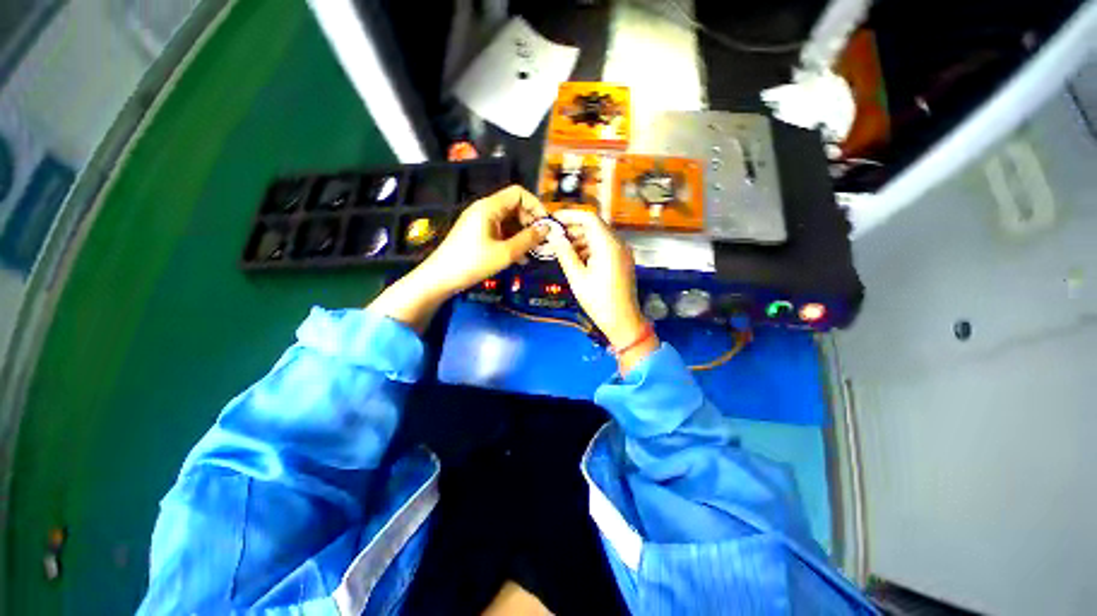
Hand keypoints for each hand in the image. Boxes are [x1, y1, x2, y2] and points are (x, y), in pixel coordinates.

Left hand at [368, 185, 547, 331]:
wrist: (439, 278)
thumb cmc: (472, 263)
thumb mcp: (505, 253)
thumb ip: (528, 239)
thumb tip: (547, 229)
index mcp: (490, 206)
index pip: (519, 192)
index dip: (535, 205)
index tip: (545, 225)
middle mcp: (484, 208)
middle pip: (514, 205)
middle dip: (530, 221)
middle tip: (541, 241)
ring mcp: (478, 220)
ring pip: (508, 218)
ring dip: (522, 232)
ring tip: (532, 252)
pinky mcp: (475, 232)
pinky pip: (499, 228)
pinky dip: (510, 238)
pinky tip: (518, 257)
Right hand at [549, 210, 658, 371]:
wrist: (623, 321)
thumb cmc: (599, 301)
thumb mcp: (577, 277)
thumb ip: (565, 253)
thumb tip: (555, 237)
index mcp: (608, 245)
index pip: (589, 218)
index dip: (570, 215)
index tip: (553, 220)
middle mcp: (618, 243)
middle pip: (595, 225)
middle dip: (573, 228)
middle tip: (554, 236)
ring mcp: (622, 251)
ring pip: (599, 235)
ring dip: (580, 238)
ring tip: (561, 249)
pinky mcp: (623, 260)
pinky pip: (605, 246)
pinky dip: (590, 247)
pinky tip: (575, 258)